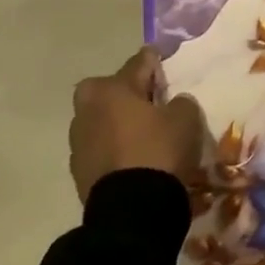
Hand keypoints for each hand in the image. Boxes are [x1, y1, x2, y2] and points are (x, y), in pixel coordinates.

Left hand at [69, 47, 205, 203]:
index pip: (137, 63)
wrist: (131, 208)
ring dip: (118, 121)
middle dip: (124, 91)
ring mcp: (78, 141)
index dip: (153, 59)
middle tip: (148, 99)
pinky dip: (115, 147)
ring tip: (143, 131)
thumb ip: (180, 102)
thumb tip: (173, 103)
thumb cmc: (158, 150)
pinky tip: (134, 155)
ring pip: (101, 119)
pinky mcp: (79, 170)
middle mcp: (88, 109)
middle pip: (108, 90)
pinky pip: (101, 147)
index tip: (159, 55)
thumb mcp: (185, 118)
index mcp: (112, 89)